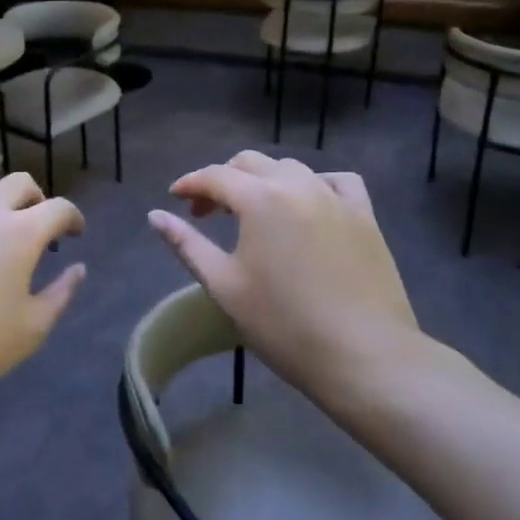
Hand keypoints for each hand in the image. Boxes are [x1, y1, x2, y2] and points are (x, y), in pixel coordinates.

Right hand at [148, 152, 431, 396]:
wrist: (364, 356)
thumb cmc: (284, 324)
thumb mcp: (224, 285)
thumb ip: (187, 244)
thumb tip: (154, 215)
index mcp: (260, 199)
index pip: (215, 176)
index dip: (190, 184)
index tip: (174, 199)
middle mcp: (298, 185)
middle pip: (251, 164)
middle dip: (222, 180)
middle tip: (207, 212)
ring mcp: (336, 198)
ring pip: (291, 169)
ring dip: (264, 180)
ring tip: (253, 210)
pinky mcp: (365, 216)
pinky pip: (337, 181)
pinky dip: (313, 184)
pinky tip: (308, 205)